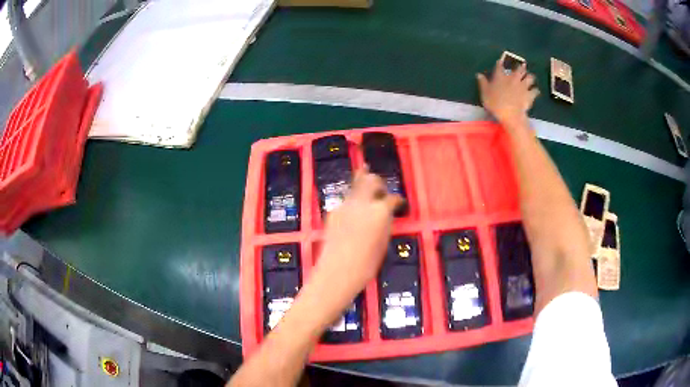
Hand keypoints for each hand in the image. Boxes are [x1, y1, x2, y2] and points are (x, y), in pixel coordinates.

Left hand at [308, 167, 402, 314]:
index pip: (393, 198)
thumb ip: (385, 223)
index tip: (400, 203)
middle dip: (378, 182)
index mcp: (380, 211)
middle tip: (381, 189)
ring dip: (363, 187)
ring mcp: (345, 205)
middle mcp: (362, 203)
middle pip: (371, 181)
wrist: (336, 272)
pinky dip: (353, 202)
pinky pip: (346, 201)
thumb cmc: (366, 264)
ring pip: (356, 187)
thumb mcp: (383, 243)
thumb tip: (386, 215)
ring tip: (367, 191)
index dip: (398, 200)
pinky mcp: (333, 212)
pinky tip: (355, 212)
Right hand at [477, 60, 539, 127]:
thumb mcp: (485, 93)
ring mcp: (523, 86)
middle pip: (519, 69)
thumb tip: (478, 74)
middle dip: (520, 67)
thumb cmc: (495, 103)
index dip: (499, 63)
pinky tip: (535, 91)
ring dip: (530, 77)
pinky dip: (535, 91)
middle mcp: (513, 78)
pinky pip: (535, 91)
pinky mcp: (530, 94)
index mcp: (501, 76)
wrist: (510, 114)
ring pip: (530, 77)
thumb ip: (483, 83)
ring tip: (530, 78)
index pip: (499, 66)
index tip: (499, 62)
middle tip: (521, 67)